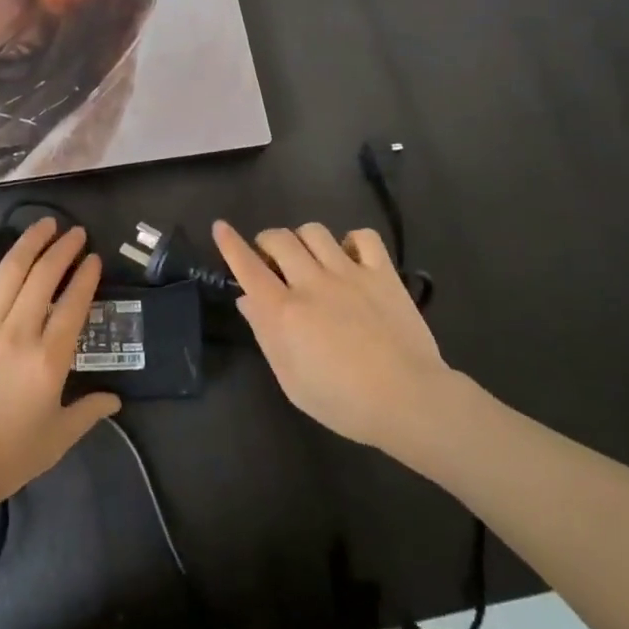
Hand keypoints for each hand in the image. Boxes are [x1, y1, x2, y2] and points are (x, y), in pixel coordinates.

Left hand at [0, 218, 120, 506]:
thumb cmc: (6, 457)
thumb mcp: (57, 440)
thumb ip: (88, 413)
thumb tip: (115, 399)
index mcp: (48, 359)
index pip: (74, 305)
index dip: (86, 276)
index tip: (93, 258)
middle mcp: (17, 332)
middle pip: (45, 278)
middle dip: (63, 249)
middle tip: (74, 233)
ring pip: (8, 272)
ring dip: (28, 243)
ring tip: (44, 225)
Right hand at [213, 220, 458, 458]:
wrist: (408, 400)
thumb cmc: (343, 402)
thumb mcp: (292, 381)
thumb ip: (266, 336)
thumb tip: (248, 300)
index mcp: (285, 312)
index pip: (248, 267)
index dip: (230, 244)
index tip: (220, 227)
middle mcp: (312, 283)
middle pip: (279, 239)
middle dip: (267, 242)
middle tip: (271, 259)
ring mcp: (349, 273)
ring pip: (315, 232)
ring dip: (303, 239)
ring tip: (308, 256)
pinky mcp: (382, 273)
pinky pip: (363, 236)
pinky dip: (351, 240)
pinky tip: (350, 257)